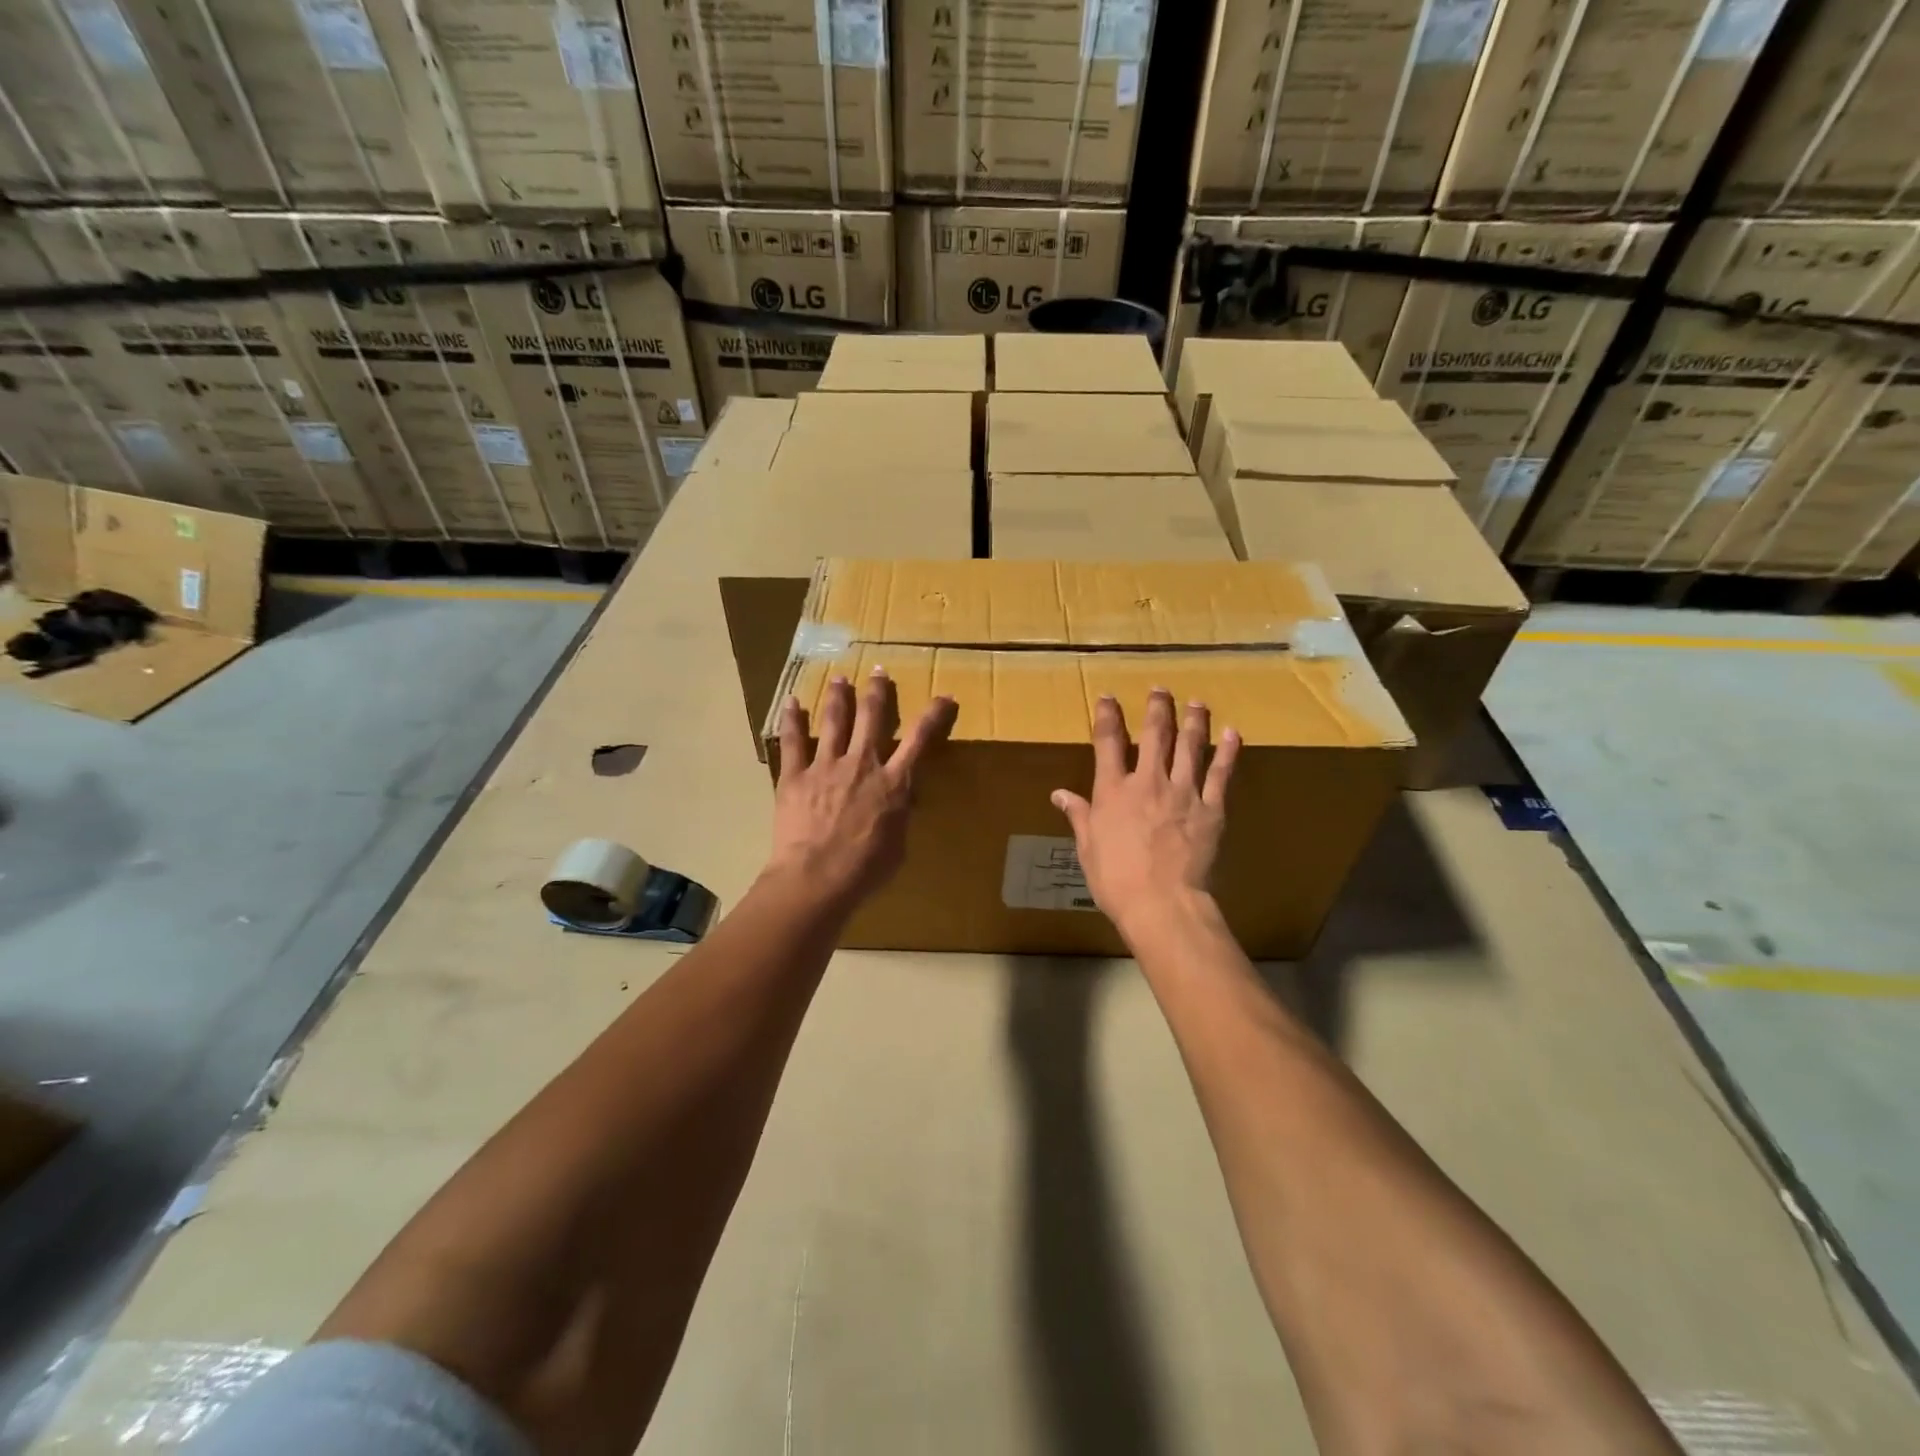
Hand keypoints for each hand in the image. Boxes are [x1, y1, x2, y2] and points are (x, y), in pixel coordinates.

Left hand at [767, 667, 955, 910]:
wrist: (817, 879)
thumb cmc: (865, 870)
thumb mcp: (898, 845)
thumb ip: (900, 815)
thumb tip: (901, 800)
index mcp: (893, 783)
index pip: (920, 740)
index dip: (933, 715)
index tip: (944, 695)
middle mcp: (862, 765)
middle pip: (872, 718)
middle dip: (877, 692)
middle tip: (878, 671)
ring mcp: (826, 766)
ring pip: (835, 721)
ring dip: (840, 697)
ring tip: (840, 678)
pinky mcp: (795, 776)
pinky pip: (793, 742)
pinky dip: (792, 720)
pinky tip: (792, 702)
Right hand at [1051, 690, 1239, 939]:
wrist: (1161, 902)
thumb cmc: (1115, 878)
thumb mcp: (1087, 847)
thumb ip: (1078, 815)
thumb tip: (1059, 794)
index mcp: (1113, 790)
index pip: (1108, 742)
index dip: (1108, 716)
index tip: (1108, 697)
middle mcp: (1148, 781)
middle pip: (1155, 734)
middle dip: (1156, 708)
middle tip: (1160, 689)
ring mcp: (1183, 791)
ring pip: (1190, 745)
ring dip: (1193, 720)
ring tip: (1197, 702)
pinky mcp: (1211, 808)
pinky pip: (1221, 773)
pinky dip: (1228, 751)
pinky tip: (1233, 734)